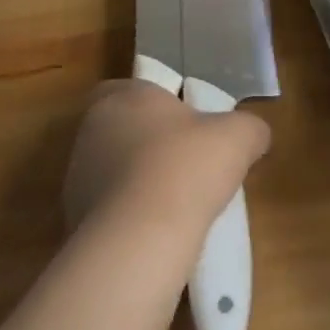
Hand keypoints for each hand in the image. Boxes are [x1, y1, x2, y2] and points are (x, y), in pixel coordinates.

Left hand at [63, 81, 270, 245]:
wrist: (137, 241)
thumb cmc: (186, 168)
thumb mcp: (237, 138)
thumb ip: (249, 128)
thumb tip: (256, 134)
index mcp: (124, 96)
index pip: (131, 88)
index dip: (157, 104)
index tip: (184, 124)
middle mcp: (92, 130)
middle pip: (122, 130)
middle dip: (149, 145)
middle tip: (186, 165)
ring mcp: (76, 177)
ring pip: (112, 172)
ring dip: (137, 184)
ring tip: (175, 207)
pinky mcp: (73, 221)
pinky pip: (106, 213)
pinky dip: (128, 220)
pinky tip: (157, 236)